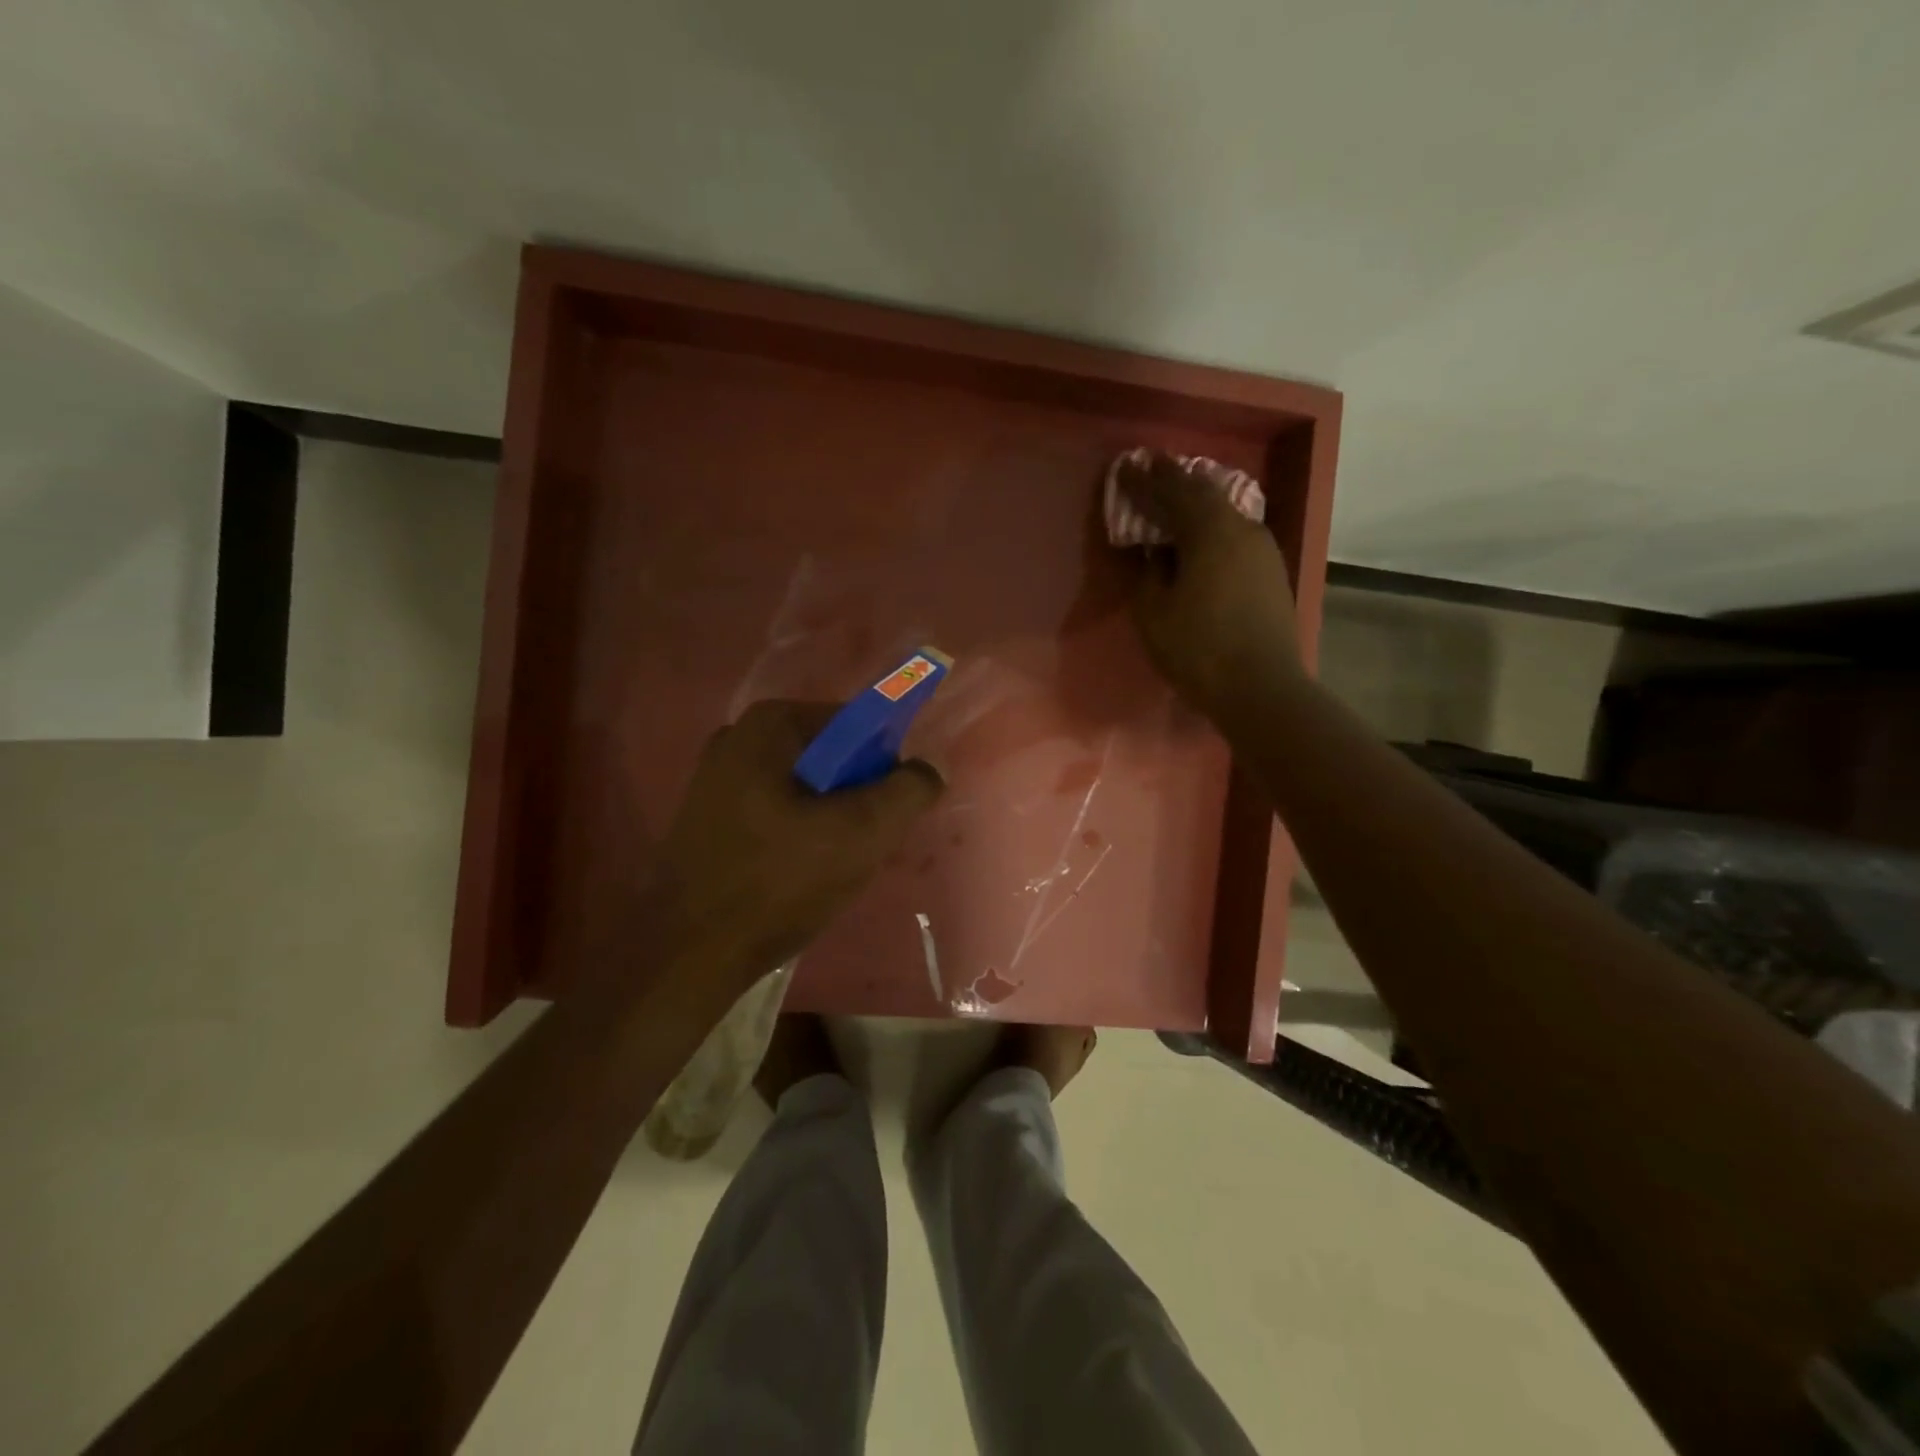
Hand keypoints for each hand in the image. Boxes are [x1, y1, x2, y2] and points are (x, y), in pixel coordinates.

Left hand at [648, 700, 943, 978]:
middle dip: (855, 799)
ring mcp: (716, 779)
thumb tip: (929, 769)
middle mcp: (737, 738)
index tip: (884, 814)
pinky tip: (795, 877)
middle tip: (860, 847)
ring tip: (828, 869)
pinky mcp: (708, 818)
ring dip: (829, 823)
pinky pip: (776, 813)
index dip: (883, 767)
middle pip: (831, 758)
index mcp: (770, 724)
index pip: (856, 725)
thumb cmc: (778, 882)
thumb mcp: (862, 833)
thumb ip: (908, 791)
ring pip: (805, 790)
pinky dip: (796, 837)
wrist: (687, 954)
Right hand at [1114, 451, 1304, 726]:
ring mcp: (1263, 550)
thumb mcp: (1153, 613)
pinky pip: (1234, 535)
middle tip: (1150, 472)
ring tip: (1172, 504)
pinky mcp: (1271, 572)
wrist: (1261, 688)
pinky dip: (1211, 528)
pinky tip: (1199, 541)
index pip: (1173, 491)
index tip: (1125, 467)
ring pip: (1223, 514)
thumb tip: (1153, 552)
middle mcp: (1242, 528)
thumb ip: (1147, 573)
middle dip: (1174, 482)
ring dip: (1195, 505)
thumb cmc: (1198, 649)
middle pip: (1204, 493)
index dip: (1146, 480)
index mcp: (1210, 530)